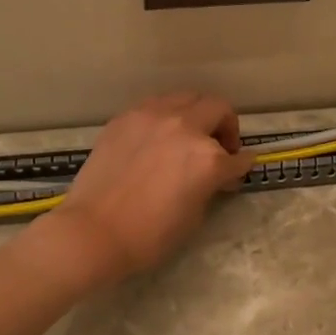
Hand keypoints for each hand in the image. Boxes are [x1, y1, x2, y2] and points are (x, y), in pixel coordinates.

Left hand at [45, 92, 253, 283]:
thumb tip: (215, 176)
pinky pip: (157, 105)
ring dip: (197, 114)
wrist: (93, 231)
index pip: (239, 157)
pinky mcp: (126, 117)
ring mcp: (153, 117)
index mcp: (208, 158)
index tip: (237, 171)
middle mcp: (185, 128)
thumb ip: (210, 185)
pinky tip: (158, 137)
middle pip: (219, 109)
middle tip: (219, 147)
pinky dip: (167, 116)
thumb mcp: (194, 215)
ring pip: (188, 98)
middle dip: (226, 127)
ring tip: (188, 135)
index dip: (242, 166)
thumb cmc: (149, 236)